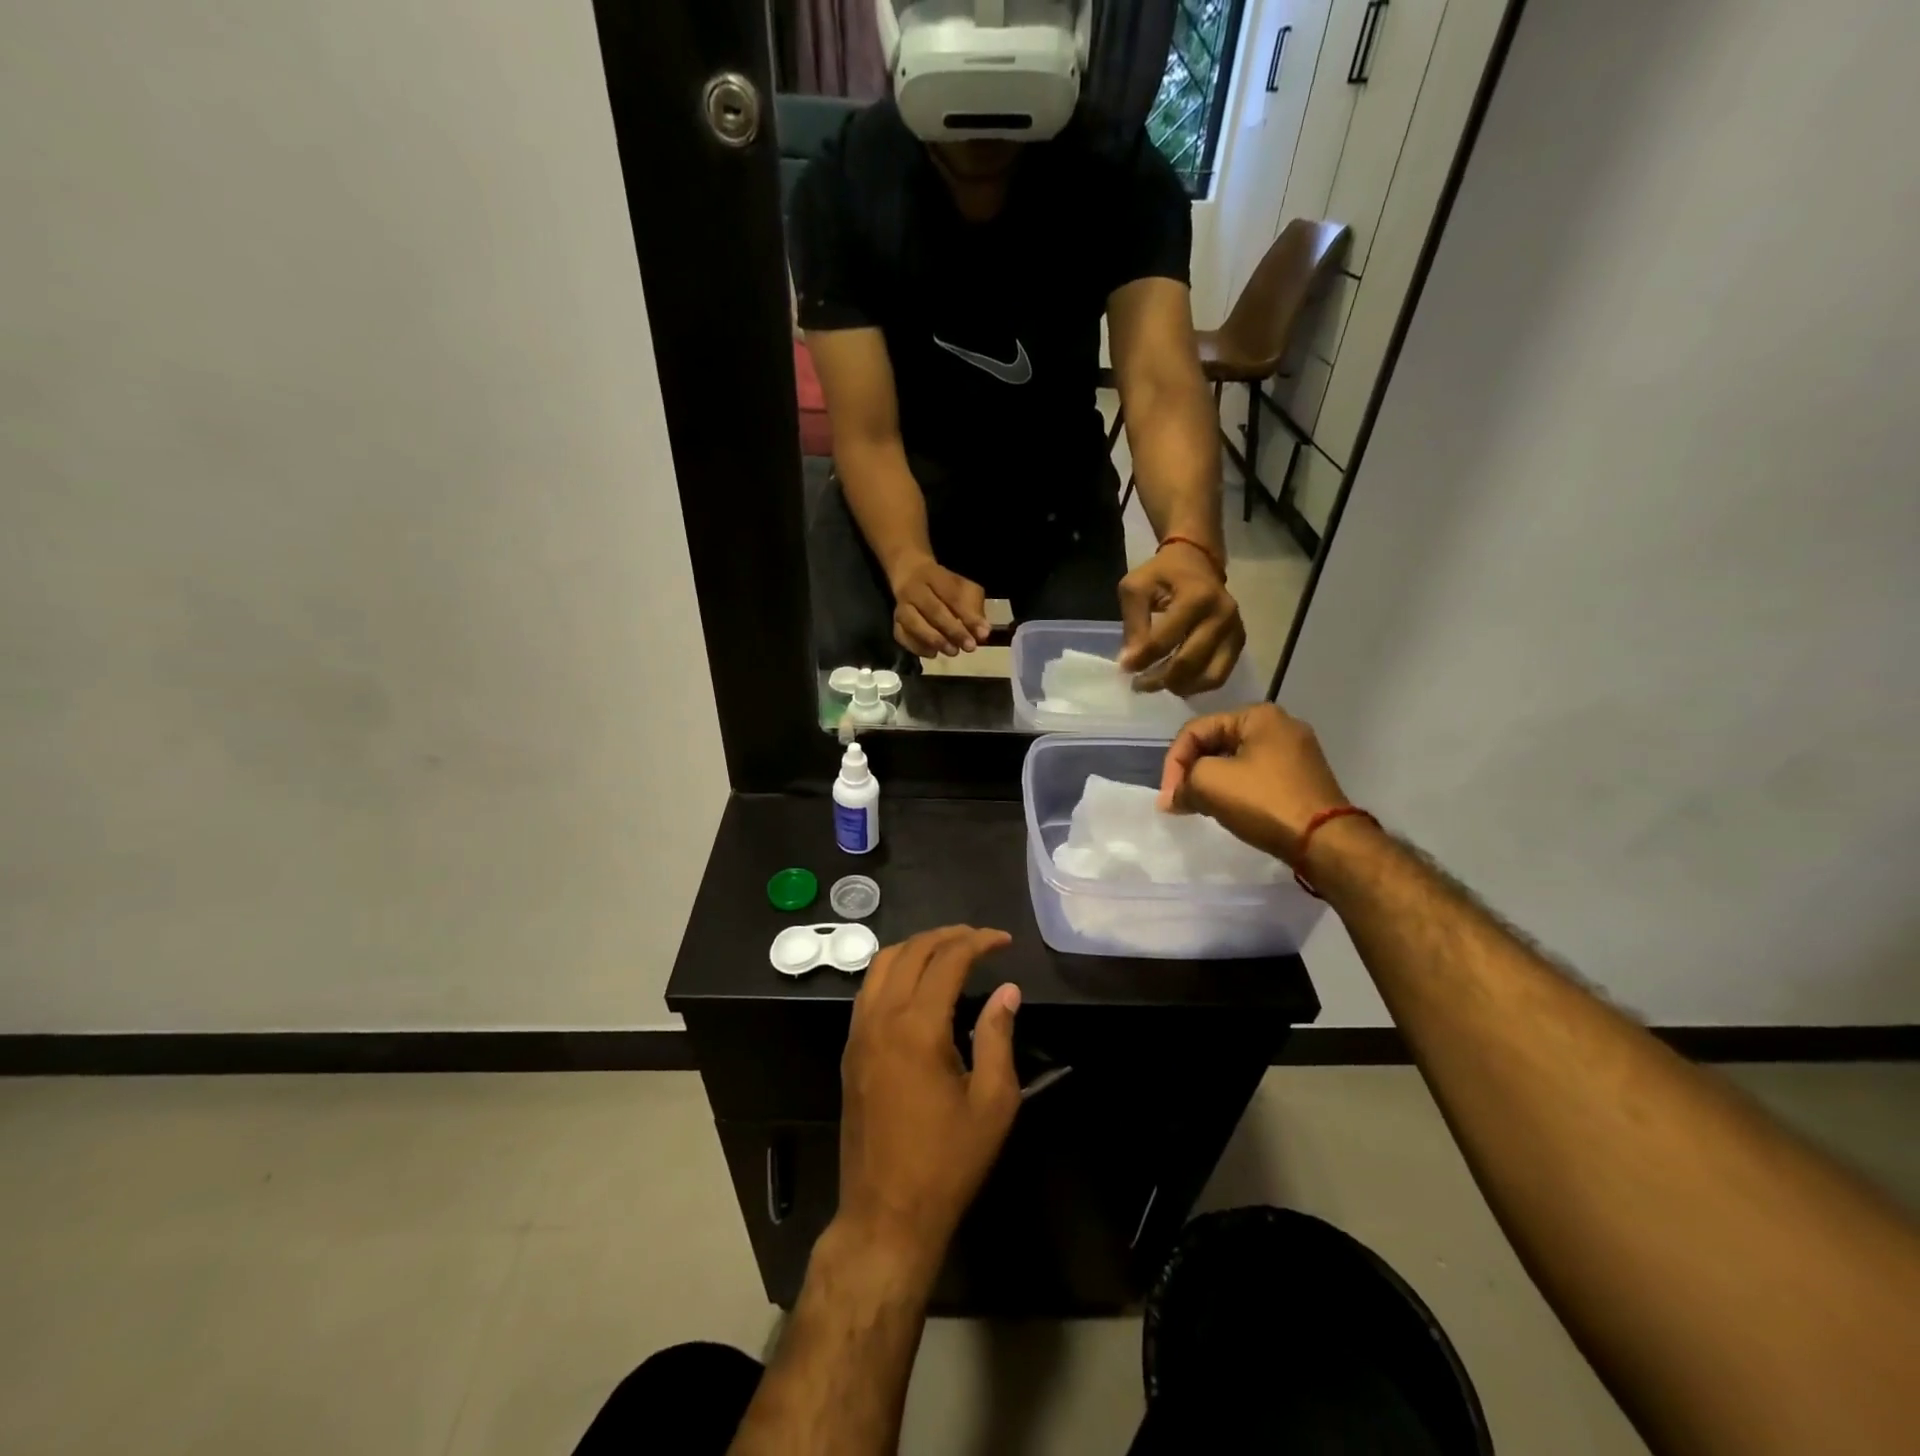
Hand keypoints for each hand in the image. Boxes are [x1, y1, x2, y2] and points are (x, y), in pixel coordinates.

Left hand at [839, 927, 1021, 1274]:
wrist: (886, 1214)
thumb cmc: (947, 1162)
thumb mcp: (993, 1103)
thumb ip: (999, 1037)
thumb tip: (1007, 990)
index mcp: (918, 1028)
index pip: (948, 960)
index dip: (979, 942)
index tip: (1004, 941)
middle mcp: (882, 1018)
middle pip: (911, 951)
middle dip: (948, 936)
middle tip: (980, 940)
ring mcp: (859, 1033)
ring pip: (882, 963)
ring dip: (917, 947)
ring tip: (951, 951)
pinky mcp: (850, 1050)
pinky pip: (868, 989)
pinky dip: (894, 970)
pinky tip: (918, 983)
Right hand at [889, 557, 989, 657]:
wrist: (909, 573)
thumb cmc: (944, 586)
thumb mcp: (963, 588)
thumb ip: (973, 609)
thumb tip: (982, 633)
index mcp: (934, 575)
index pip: (953, 595)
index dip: (969, 616)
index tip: (983, 634)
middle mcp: (914, 589)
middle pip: (933, 610)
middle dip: (953, 631)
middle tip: (969, 647)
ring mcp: (901, 606)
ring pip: (914, 624)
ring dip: (935, 640)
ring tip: (953, 651)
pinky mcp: (895, 622)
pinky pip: (902, 636)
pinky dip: (917, 647)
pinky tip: (933, 652)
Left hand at [1118, 543, 1244, 693]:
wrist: (1197, 560)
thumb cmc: (1162, 573)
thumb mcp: (1136, 587)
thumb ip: (1134, 622)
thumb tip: (1131, 662)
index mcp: (1197, 597)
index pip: (1164, 640)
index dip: (1141, 660)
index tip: (1124, 668)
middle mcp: (1222, 615)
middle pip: (1188, 663)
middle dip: (1159, 680)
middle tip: (1138, 684)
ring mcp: (1234, 630)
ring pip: (1208, 676)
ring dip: (1179, 687)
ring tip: (1157, 684)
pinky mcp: (1238, 642)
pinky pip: (1219, 675)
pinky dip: (1197, 685)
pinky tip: (1177, 682)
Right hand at [1158, 704, 1353, 865]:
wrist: (1325, 842)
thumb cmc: (1265, 802)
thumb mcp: (1210, 782)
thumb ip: (1183, 782)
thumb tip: (1173, 798)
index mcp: (1259, 715)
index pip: (1197, 729)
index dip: (1173, 761)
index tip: (1168, 797)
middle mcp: (1281, 726)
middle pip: (1216, 743)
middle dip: (1191, 772)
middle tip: (1178, 801)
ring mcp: (1296, 753)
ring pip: (1235, 761)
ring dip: (1210, 782)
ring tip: (1197, 807)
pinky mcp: (1302, 779)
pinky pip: (1255, 776)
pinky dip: (1234, 790)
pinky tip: (1226, 809)